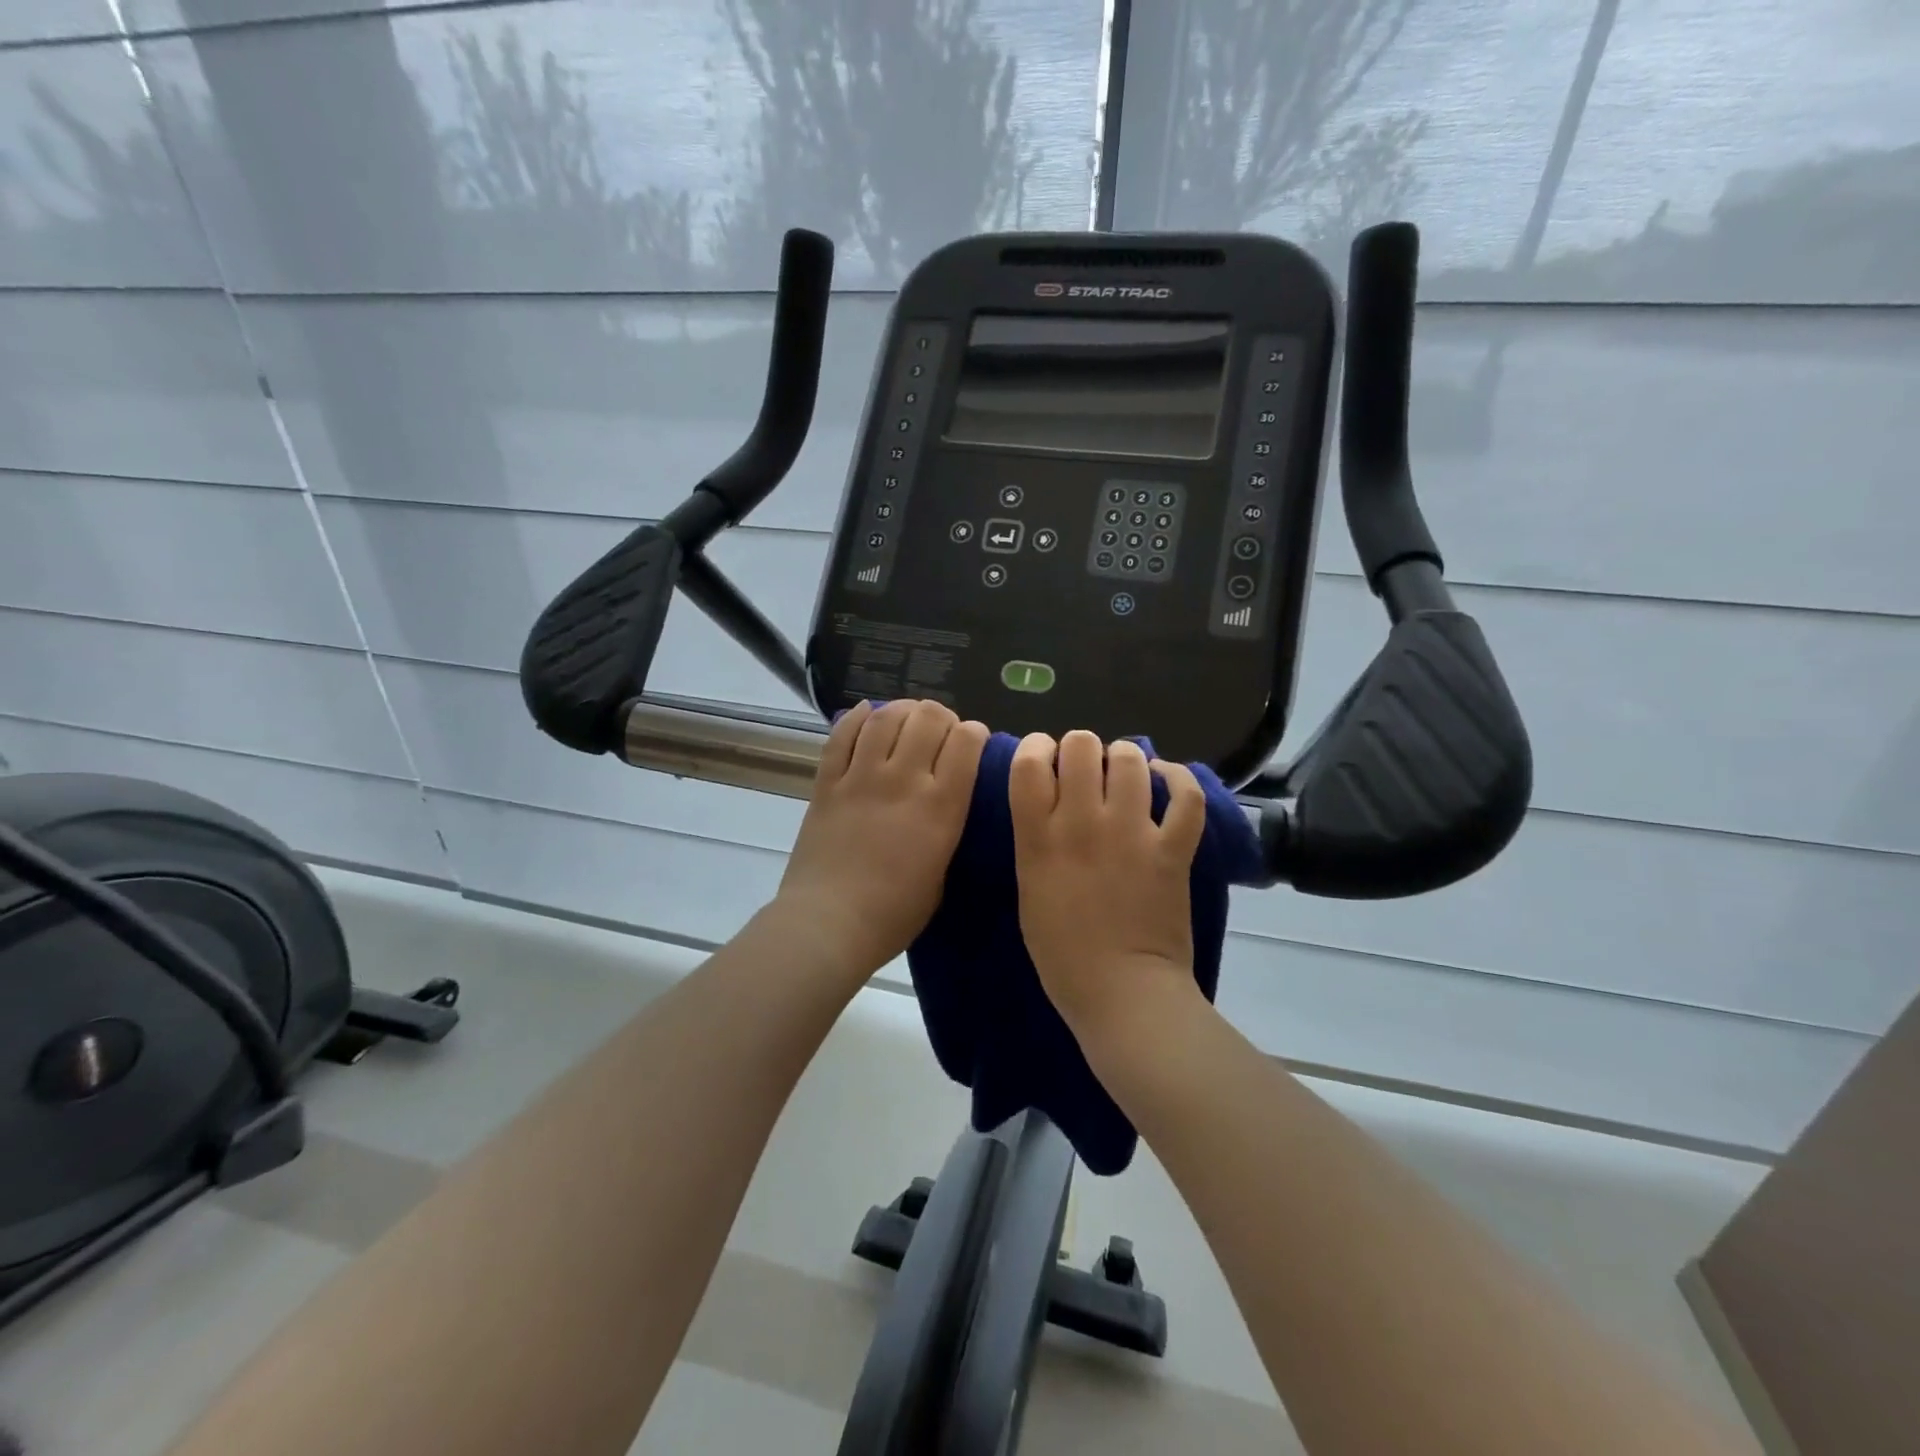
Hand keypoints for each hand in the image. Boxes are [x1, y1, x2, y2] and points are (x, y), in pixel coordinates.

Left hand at [774, 699, 988, 979]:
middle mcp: (903, 780)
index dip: (975, 733)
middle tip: (940, 731)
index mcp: (941, 807)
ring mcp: (861, 777)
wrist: (828, 924)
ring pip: (885, 718)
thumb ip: (947, 832)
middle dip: (942, 716)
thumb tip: (946, 805)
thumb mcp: (942, 877)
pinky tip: (866, 714)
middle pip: (928, 718)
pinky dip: (856, 717)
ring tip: (906, 718)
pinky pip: (841, 735)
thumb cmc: (893, 915)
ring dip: (902, 710)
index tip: (973, 742)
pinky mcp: (827, 782)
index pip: (967, 742)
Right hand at [1009, 731, 1208, 1039]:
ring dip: (1124, 758)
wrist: (1123, 992)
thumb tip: (1050, 802)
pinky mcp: (1172, 848)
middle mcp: (1082, 825)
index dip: (1034, 746)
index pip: (1028, 763)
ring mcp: (1131, 833)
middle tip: (1085, 768)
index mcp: (1038, 840)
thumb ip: (1035, 840)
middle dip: (1080, 747)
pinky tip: (1166, 779)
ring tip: (1125, 773)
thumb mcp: (1029, 890)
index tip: (1041, 756)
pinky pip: (1185, 795)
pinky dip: (1178, 778)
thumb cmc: (1063, 954)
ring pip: (1129, 760)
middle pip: (1080, 746)